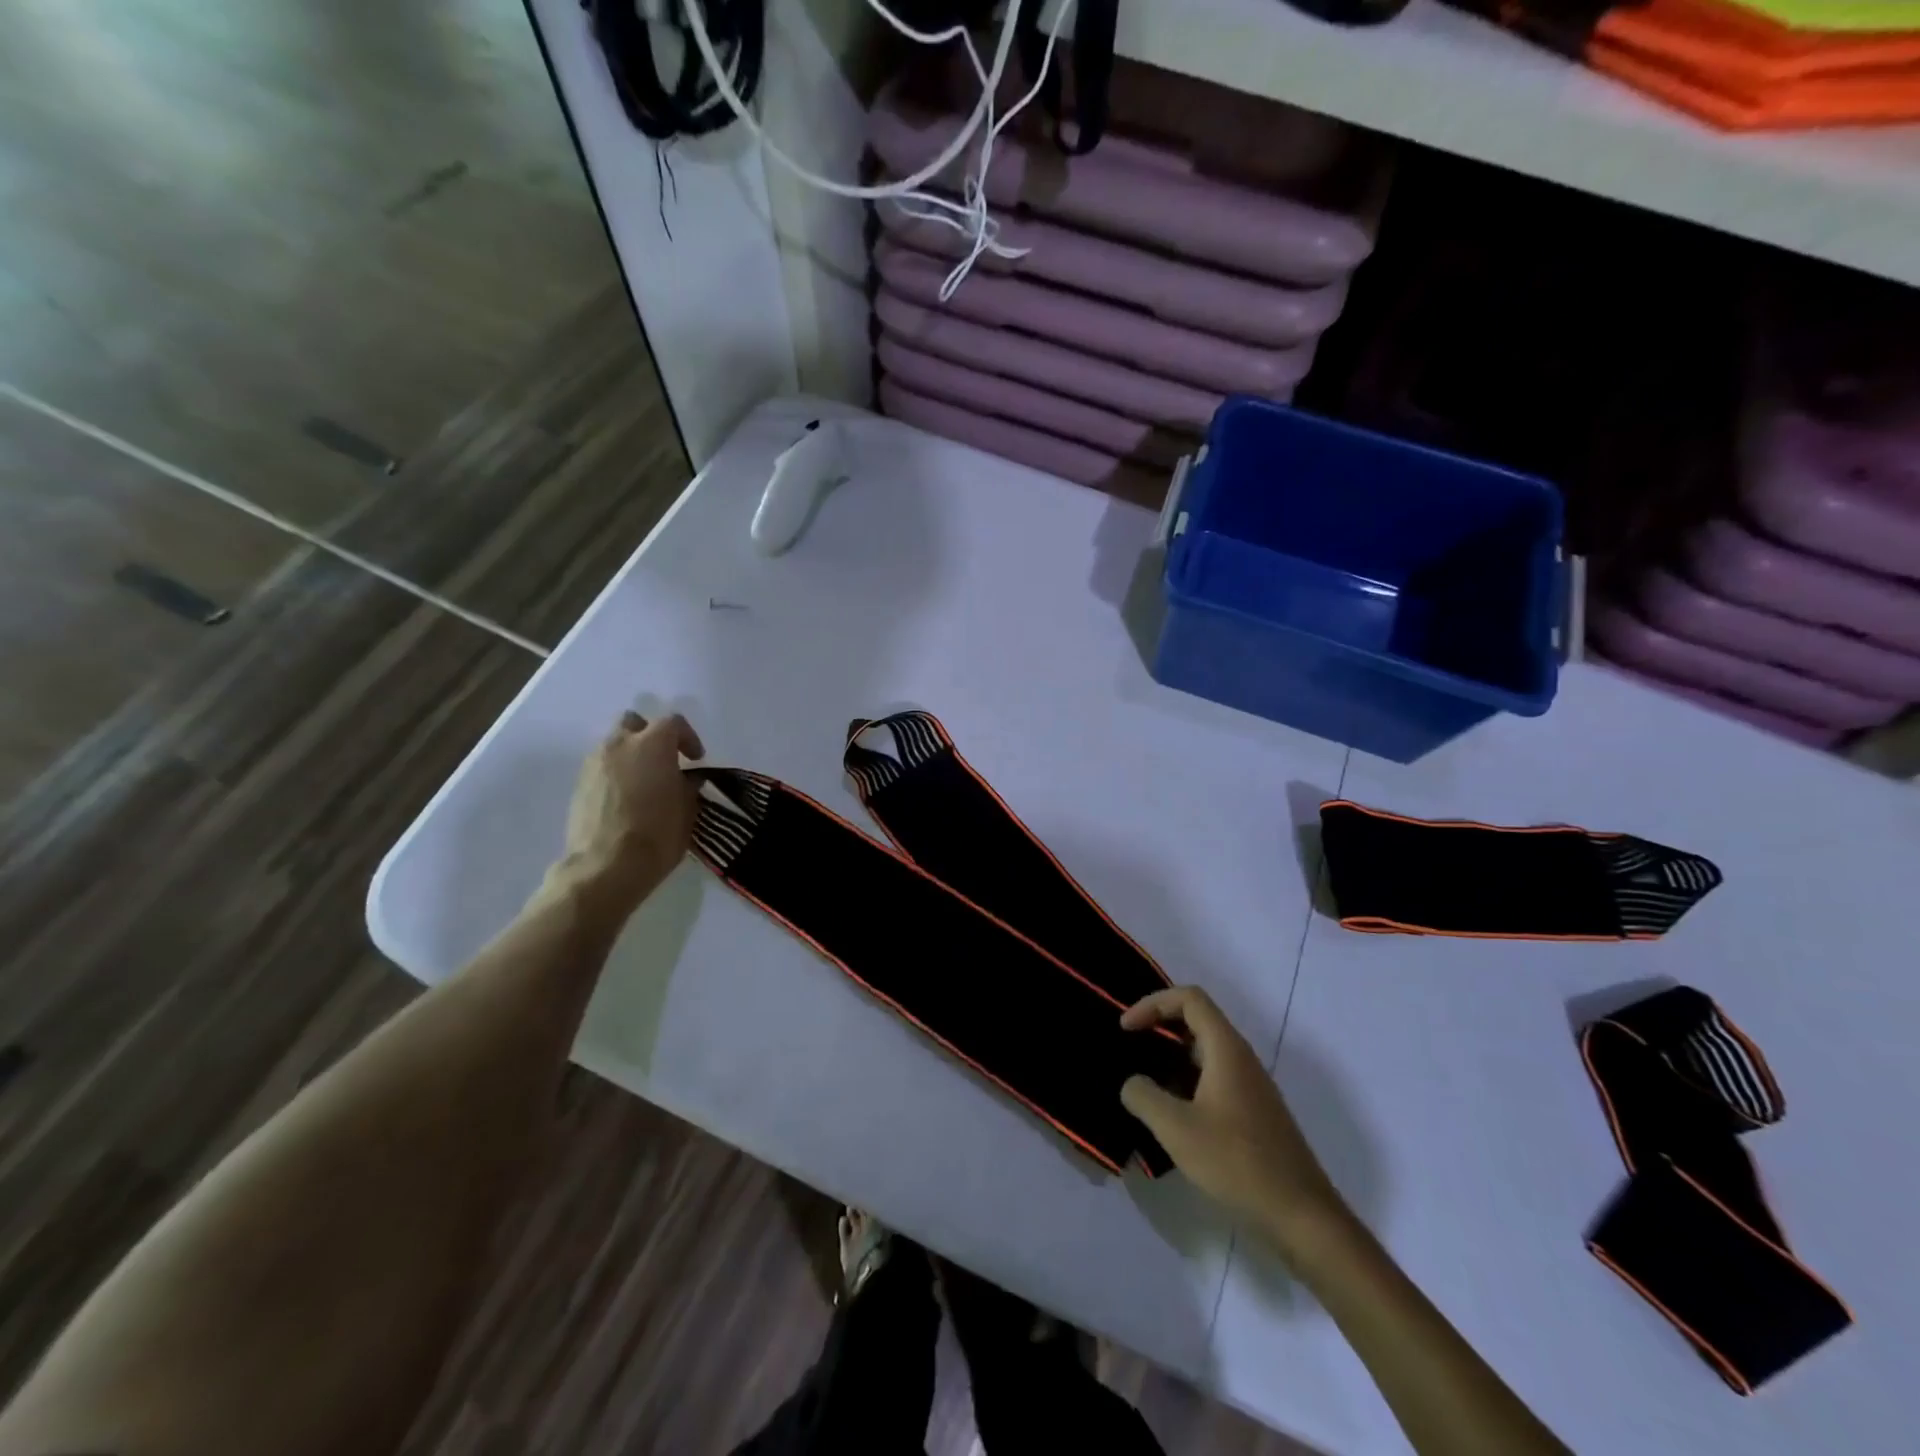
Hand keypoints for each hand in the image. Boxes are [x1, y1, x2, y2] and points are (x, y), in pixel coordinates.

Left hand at [551, 711, 703, 914]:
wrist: (605, 867)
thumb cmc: (656, 835)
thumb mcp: (687, 810)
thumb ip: (687, 786)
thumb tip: (686, 780)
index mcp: (652, 744)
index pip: (673, 722)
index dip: (688, 737)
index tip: (696, 759)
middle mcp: (619, 745)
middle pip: (634, 722)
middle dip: (650, 735)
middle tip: (664, 760)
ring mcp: (593, 764)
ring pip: (613, 744)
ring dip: (630, 755)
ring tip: (644, 782)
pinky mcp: (578, 785)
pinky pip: (601, 767)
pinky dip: (615, 774)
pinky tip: (625, 798)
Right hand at [1121, 986, 1346, 1257]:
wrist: (1301, 1217)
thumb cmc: (1237, 1163)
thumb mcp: (1177, 1129)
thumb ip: (1144, 1097)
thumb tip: (1132, 1083)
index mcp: (1226, 1049)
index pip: (1189, 998)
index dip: (1152, 1003)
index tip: (1126, 1029)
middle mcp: (1241, 1058)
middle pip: (1197, 1020)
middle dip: (1159, 1027)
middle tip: (1130, 1048)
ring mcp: (1250, 1086)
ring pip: (1204, 1052)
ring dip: (1170, 1058)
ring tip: (1142, 1082)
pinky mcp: (1253, 1113)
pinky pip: (1212, 1079)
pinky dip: (1185, 1082)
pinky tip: (1170, 1115)